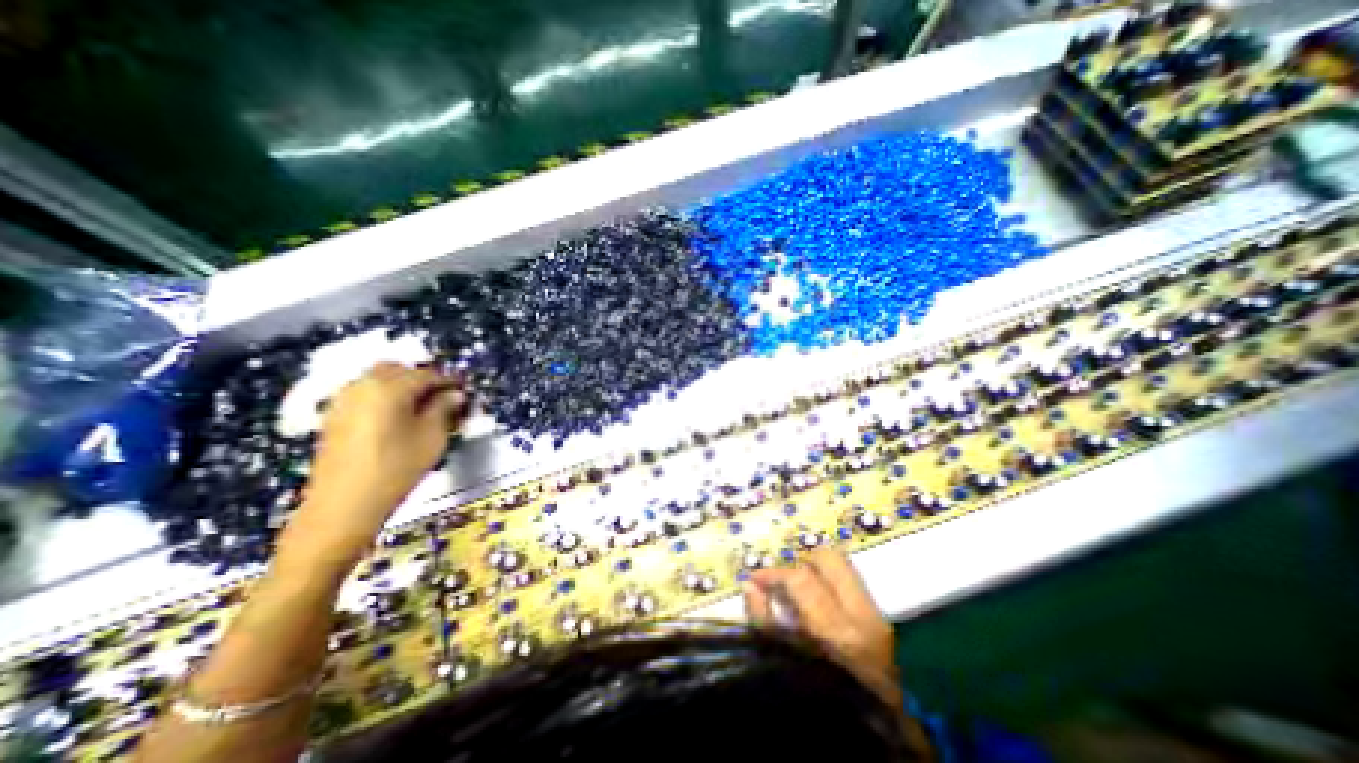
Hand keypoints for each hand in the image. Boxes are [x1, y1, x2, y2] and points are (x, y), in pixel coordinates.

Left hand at [275, 362, 468, 572]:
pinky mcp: (334, 416)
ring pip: (378, 379)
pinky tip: (398, 416)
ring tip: (423, 406)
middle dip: (423, 378)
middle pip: (398, 369)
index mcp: (389, 388)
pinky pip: (364, 393)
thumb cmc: (396, 469)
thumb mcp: (432, 438)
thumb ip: (444, 409)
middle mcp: (362, 386)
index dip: (450, 380)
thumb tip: (454, 395)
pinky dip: (385, 395)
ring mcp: (343, 400)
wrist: (343, 506)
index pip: (427, 374)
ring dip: (403, 385)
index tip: (466, 389)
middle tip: (444, 395)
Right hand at [742, 548, 900, 709]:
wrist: (874, 741)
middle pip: (829, 559)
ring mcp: (876, 617)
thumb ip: (763, 622)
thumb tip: (750, 586)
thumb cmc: (820, 700)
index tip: (755, 579)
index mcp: (837, 631)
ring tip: (798, 593)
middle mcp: (862, 616)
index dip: (773, 574)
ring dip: (816, 571)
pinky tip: (816, 604)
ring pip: (842, 567)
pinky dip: (829, 584)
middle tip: (783, 580)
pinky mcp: (881, 621)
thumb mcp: (785, 662)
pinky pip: (851, 583)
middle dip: (801, 562)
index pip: (800, 579)